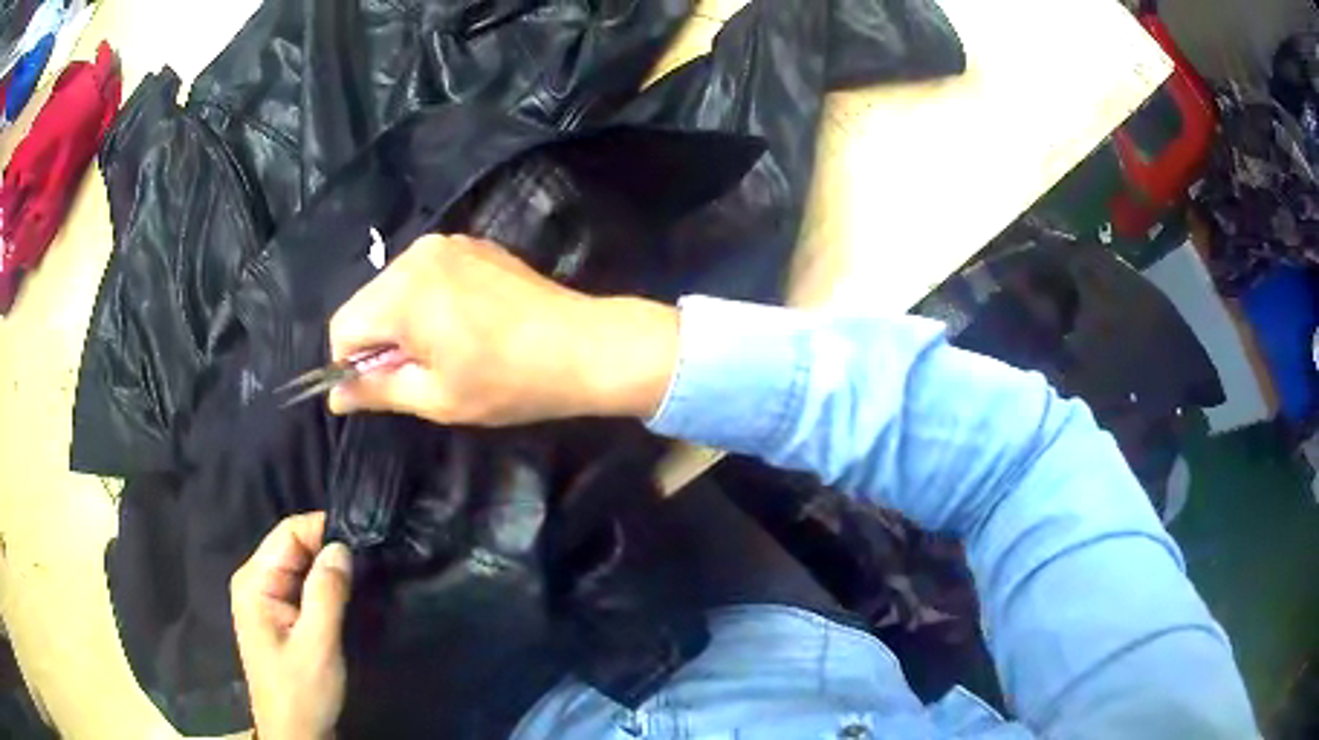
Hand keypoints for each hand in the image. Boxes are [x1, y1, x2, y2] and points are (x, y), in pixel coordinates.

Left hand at [231, 513, 352, 739]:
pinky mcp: (278, 615)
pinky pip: (302, 586)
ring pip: (301, 566)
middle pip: (294, 546)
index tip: (365, 541)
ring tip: (362, 580)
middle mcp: (255, 581)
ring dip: (329, 571)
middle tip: (369, 565)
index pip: (289, 533)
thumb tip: (342, 547)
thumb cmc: (301, 692)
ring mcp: (265, 598)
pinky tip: (346, 597)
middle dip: (329, 551)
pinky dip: (325, 588)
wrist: (295, 734)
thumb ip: (327, 593)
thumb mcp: (318, 645)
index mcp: (254, 581)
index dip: (325, 530)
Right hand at [328, 234, 678, 425]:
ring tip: (445, 349)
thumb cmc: (507, 382)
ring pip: (394, 286)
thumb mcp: (436, 397)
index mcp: (402, 292)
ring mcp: (447, 243)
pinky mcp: (471, 243)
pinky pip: (425, 273)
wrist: (583, 345)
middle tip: (419, 373)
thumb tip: (334, 397)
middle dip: (378, 340)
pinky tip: (462, 324)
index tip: (382, 388)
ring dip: (402, 320)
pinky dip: (426, 300)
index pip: (343, 327)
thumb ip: (376, 391)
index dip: (351, 365)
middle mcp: (417, 254)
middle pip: (367, 302)